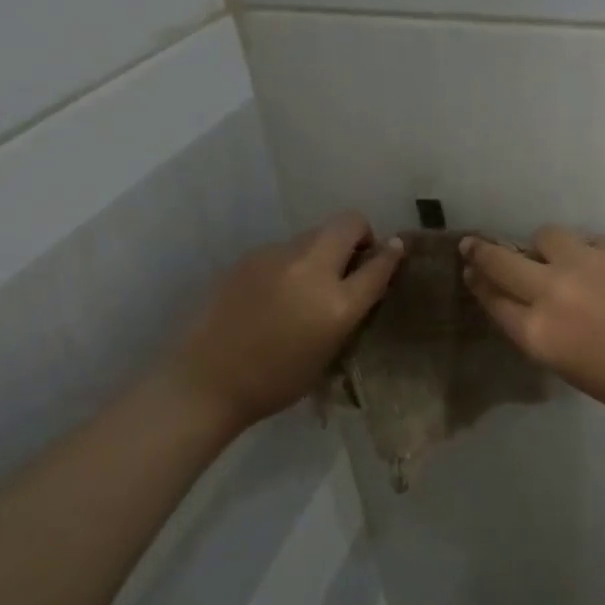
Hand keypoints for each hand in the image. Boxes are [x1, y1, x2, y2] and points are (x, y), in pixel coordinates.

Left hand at [162, 212, 403, 433]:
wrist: (208, 381)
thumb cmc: (277, 381)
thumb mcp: (330, 352)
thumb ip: (351, 310)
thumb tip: (365, 280)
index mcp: (337, 305)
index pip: (378, 265)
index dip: (392, 254)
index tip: (395, 250)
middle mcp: (312, 271)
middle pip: (348, 223)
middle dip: (359, 234)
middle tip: (353, 259)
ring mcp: (278, 257)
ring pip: (314, 233)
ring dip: (323, 249)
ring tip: (308, 282)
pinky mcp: (251, 256)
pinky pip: (285, 249)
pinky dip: (292, 261)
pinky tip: (275, 291)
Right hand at [461, 226, 604, 420]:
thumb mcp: (568, 368)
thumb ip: (541, 334)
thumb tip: (529, 305)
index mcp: (538, 332)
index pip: (493, 299)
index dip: (478, 283)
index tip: (471, 271)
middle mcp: (552, 292)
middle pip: (501, 261)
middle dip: (482, 251)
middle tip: (474, 244)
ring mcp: (584, 264)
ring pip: (545, 236)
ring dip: (544, 247)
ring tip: (559, 257)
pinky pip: (588, 242)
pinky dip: (589, 253)